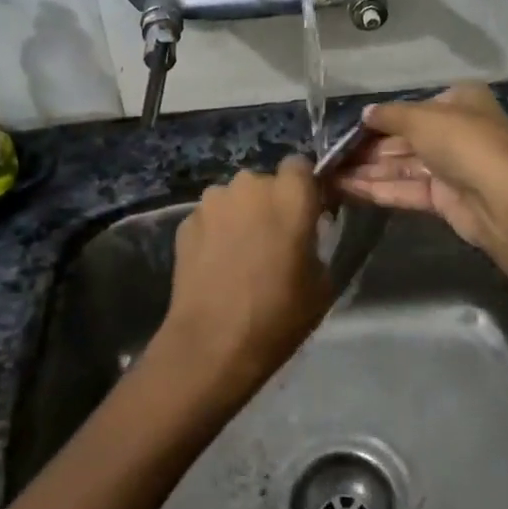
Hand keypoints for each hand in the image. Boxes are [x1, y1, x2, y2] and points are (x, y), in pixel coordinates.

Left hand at [152, 157, 332, 407]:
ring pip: (234, 198)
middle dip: (271, 202)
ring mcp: (212, 202)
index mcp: (290, 195)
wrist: (212, 343)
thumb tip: (304, 235)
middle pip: (265, 182)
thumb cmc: (278, 314)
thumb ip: (316, 242)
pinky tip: (217, 265)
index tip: (308, 213)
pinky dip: (216, 232)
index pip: (301, 165)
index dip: (304, 187)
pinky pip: (211, 218)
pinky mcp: (185, 222)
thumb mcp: (322, 283)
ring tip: (242, 254)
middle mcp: (250, 185)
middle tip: (274, 240)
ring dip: (241, 215)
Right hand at [336, 84, 507, 249]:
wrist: (499, 198)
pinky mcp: (444, 198)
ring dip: (368, 170)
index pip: (415, 108)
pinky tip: (346, 188)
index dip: (382, 118)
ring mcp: (451, 167)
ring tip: (330, 174)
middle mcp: (456, 132)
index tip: (350, 127)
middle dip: (369, 148)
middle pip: (405, 139)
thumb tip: (365, 113)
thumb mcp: (421, 117)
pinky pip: (406, 189)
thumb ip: (389, 115)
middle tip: (332, 155)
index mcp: (460, 102)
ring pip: (402, 166)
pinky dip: (378, 188)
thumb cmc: (462, 141)